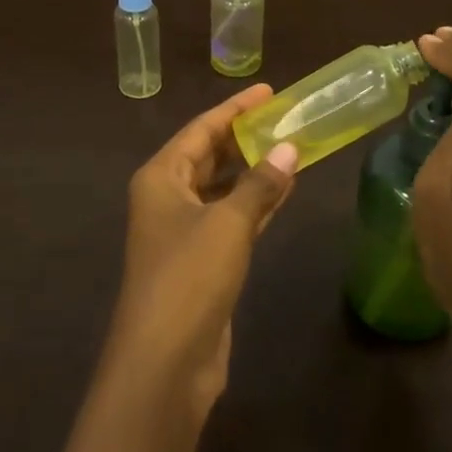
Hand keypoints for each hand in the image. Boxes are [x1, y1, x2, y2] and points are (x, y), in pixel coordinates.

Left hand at [108, 84, 298, 420]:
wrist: (165, 360)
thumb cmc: (189, 277)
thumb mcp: (228, 223)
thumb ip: (260, 184)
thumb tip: (289, 148)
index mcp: (161, 177)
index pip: (200, 129)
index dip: (234, 109)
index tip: (268, 90)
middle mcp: (167, 198)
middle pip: (208, 156)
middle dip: (244, 137)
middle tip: (285, 117)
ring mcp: (183, 232)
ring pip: (222, 188)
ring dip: (253, 171)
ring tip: (291, 148)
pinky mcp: (201, 262)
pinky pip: (231, 218)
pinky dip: (255, 203)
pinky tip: (283, 191)